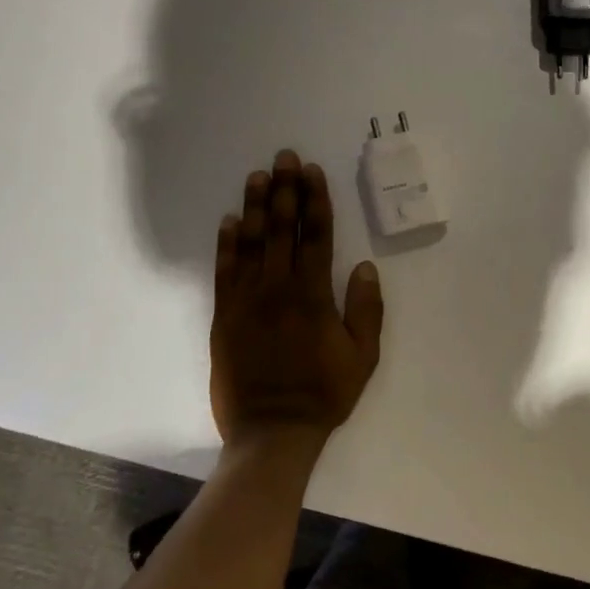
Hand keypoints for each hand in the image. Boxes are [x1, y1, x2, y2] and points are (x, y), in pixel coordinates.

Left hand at [210, 149, 382, 452]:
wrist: (272, 430)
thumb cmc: (324, 392)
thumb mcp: (363, 356)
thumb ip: (365, 309)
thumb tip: (364, 266)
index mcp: (313, 295)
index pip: (315, 236)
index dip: (315, 201)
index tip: (313, 172)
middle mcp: (277, 289)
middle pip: (282, 230)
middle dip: (285, 190)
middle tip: (285, 157)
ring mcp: (246, 301)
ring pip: (251, 243)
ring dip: (255, 206)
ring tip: (258, 176)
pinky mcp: (223, 316)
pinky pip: (224, 271)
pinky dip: (226, 244)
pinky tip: (230, 221)